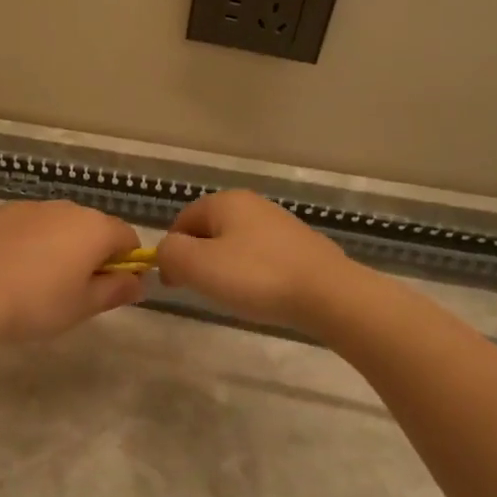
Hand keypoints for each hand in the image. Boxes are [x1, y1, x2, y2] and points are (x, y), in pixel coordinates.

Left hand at [0, 201, 146, 342]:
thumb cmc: (38, 302)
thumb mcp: (84, 306)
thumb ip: (116, 290)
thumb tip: (138, 282)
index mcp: (96, 228)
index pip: (128, 238)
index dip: (126, 263)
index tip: (110, 288)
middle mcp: (68, 208)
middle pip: (93, 227)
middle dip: (91, 253)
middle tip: (73, 289)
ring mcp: (33, 206)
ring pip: (59, 224)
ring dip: (60, 244)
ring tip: (38, 279)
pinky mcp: (2, 211)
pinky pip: (29, 224)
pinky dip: (29, 240)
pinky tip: (12, 266)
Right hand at [155, 190, 354, 329]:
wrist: (329, 295)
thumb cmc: (256, 277)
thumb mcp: (197, 266)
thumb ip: (170, 254)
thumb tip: (167, 253)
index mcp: (225, 201)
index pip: (182, 221)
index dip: (172, 252)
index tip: (175, 284)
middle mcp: (252, 204)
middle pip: (209, 231)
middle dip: (199, 259)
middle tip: (202, 290)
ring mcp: (280, 224)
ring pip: (236, 244)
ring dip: (226, 268)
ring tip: (232, 296)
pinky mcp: (301, 246)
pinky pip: (262, 257)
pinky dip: (253, 274)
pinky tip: (261, 294)